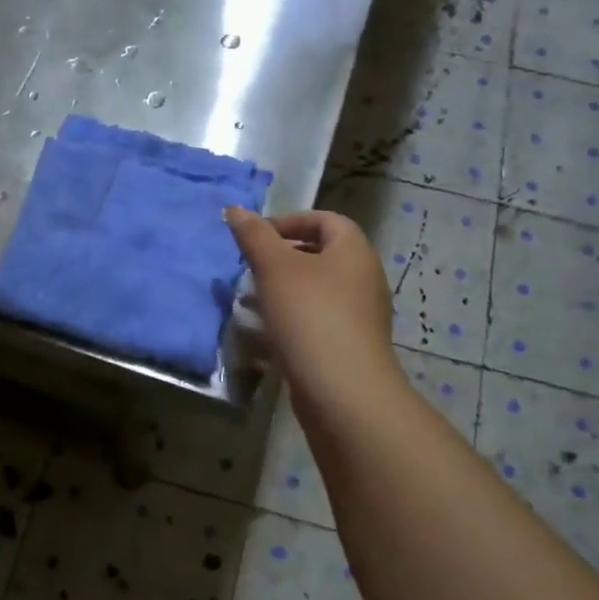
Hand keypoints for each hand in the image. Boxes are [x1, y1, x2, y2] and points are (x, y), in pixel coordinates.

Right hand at [224, 206, 403, 413]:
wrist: (343, 391)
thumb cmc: (310, 316)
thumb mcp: (275, 268)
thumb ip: (254, 236)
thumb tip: (235, 208)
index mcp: (354, 251)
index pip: (325, 220)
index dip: (289, 221)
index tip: (256, 237)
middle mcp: (363, 278)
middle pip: (320, 255)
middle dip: (281, 257)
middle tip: (249, 267)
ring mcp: (359, 315)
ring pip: (315, 290)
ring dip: (281, 290)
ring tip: (248, 300)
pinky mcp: (349, 346)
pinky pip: (316, 320)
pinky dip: (290, 318)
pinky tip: (265, 333)